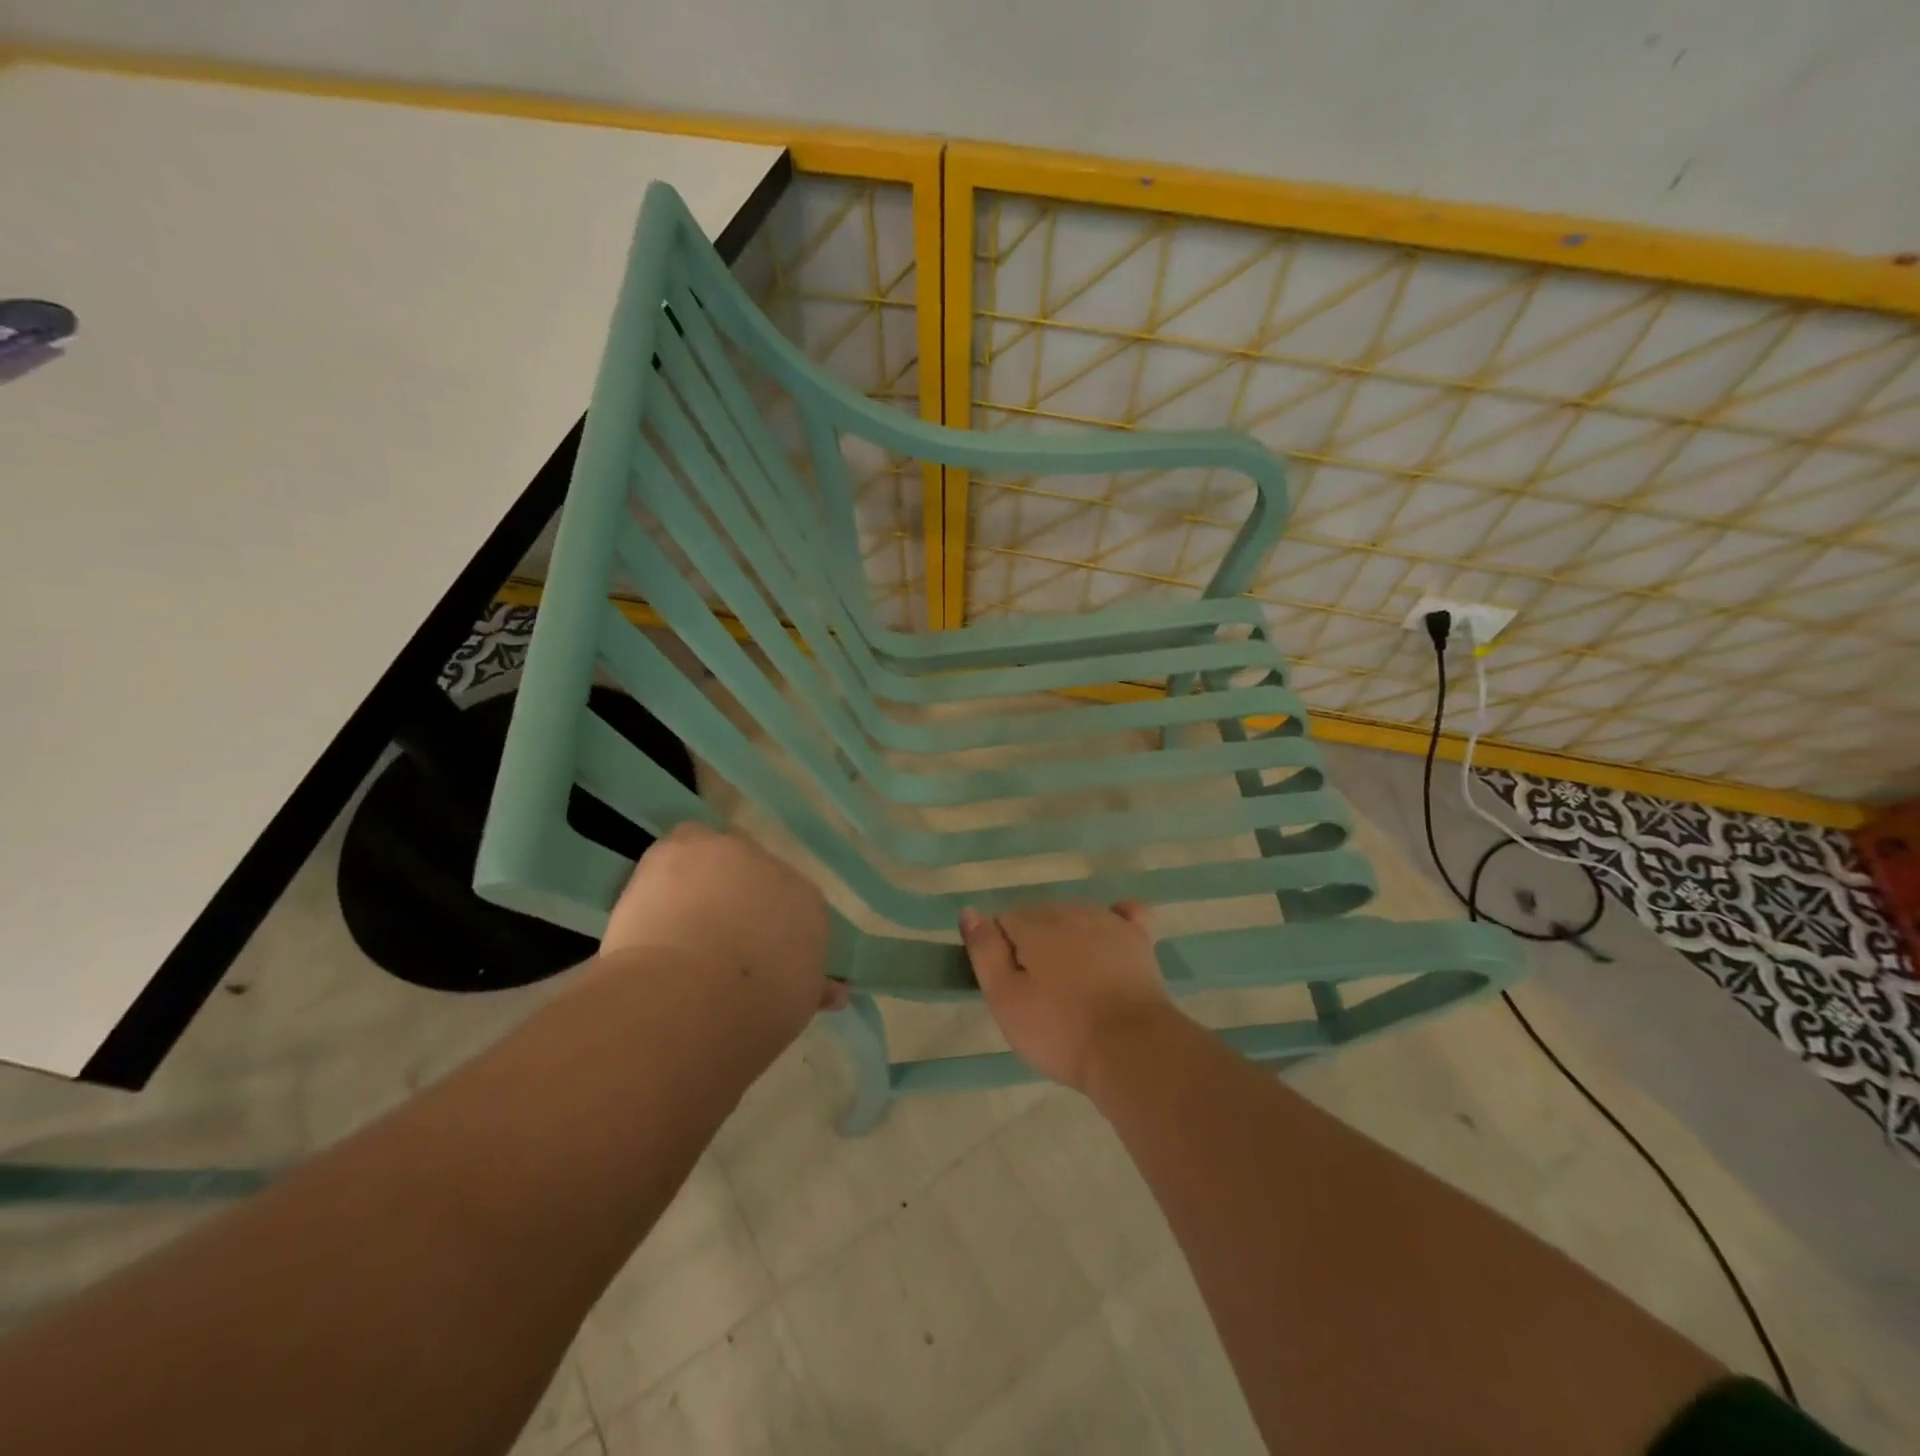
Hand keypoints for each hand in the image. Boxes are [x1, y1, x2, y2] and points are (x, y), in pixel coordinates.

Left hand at [602, 824, 843, 1038]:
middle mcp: (780, 872)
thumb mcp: (794, 1011)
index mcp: (811, 909)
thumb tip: (836, 992)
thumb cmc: (749, 1019)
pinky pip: (682, 845)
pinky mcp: (689, 846)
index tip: (749, 959)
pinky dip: (669, 866)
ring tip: (673, 923)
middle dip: (738, 902)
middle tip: (709, 943)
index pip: (795, 909)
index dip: (769, 932)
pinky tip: (652, 900)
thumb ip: (811, 990)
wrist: (690, 1000)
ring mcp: (734, 854)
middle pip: (758, 878)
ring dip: (703, 881)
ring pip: (718, 857)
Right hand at [960, 901, 1173, 1093]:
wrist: (1132, 1049)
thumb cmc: (1060, 1030)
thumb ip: (984, 951)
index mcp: (1034, 923)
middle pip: (1040, 918)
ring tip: (1073, 986)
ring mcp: (1108, 922)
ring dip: (1068, 940)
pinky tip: (1111, 937)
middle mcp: (1069, 910)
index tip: (1011, 988)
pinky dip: (1115, 920)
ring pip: (1076, 918)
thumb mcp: (1005, 999)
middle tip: (1040, 994)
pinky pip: (1124, 914)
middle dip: (1034, 946)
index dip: (1002, 954)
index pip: (1004, 922)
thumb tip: (969, 912)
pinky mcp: (1139, 939)